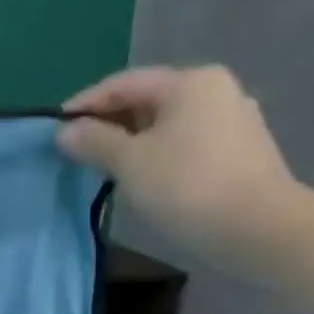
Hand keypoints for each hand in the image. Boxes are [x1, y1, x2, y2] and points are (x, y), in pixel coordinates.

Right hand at [55, 66, 299, 272]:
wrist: (259, 230)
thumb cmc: (187, 185)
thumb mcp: (128, 162)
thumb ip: (93, 141)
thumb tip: (66, 131)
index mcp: (189, 83)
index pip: (122, 83)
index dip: (84, 104)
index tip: (55, 130)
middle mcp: (215, 91)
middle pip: (146, 100)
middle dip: (108, 123)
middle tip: (76, 150)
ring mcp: (232, 121)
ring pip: (165, 124)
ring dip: (130, 141)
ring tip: (102, 166)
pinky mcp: (239, 152)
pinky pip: (184, 143)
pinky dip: (156, 153)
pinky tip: (141, 176)